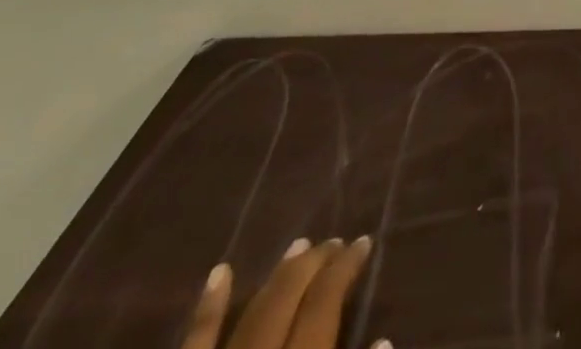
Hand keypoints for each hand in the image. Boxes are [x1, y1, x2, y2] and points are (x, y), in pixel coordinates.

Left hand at [183, 237, 383, 348]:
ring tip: (300, 244)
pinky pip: (196, 343)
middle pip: (290, 297)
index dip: (346, 268)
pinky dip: (208, 308)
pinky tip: (221, 271)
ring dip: (278, 275)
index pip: (325, 301)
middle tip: (336, 242)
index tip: (364, 241)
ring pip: (253, 310)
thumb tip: (384, 339)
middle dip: (316, 264)